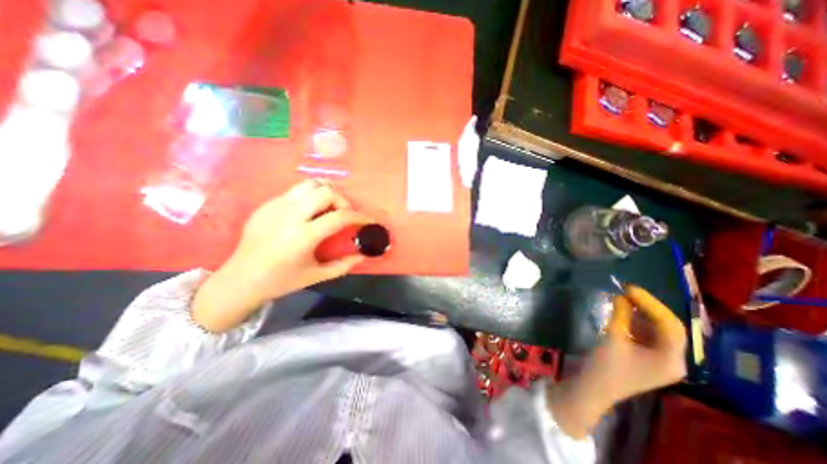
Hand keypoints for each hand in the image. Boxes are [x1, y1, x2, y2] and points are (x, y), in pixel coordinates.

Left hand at [190, 179, 371, 330]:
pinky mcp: (266, 204)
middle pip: (325, 192)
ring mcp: (275, 207)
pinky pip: (295, 191)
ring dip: (325, 193)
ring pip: (309, 184)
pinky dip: (309, 197)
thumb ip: (344, 265)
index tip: (368, 220)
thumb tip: (364, 255)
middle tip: (345, 214)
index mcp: (303, 236)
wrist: (240, 279)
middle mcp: (289, 216)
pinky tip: (309, 212)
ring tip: (329, 208)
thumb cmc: (281, 280)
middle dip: (342, 201)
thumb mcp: (316, 276)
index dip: (359, 217)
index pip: (340, 216)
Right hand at [548, 284, 685, 440]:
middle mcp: (673, 360)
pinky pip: (647, 335)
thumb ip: (621, 316)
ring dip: (641, 313)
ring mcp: (660, 360)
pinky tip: (623, 312)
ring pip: (657, 330)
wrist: (594, 388)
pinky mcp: (647, 358)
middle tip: (627, 291)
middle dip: (648, 307)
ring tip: (623, 298)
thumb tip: (622, 296)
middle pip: (667, 327)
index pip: (670, 325)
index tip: (630, 288)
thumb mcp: (613, 338)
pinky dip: (635, 322)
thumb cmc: (606, 366)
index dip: (650, 303)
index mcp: (671, 359)